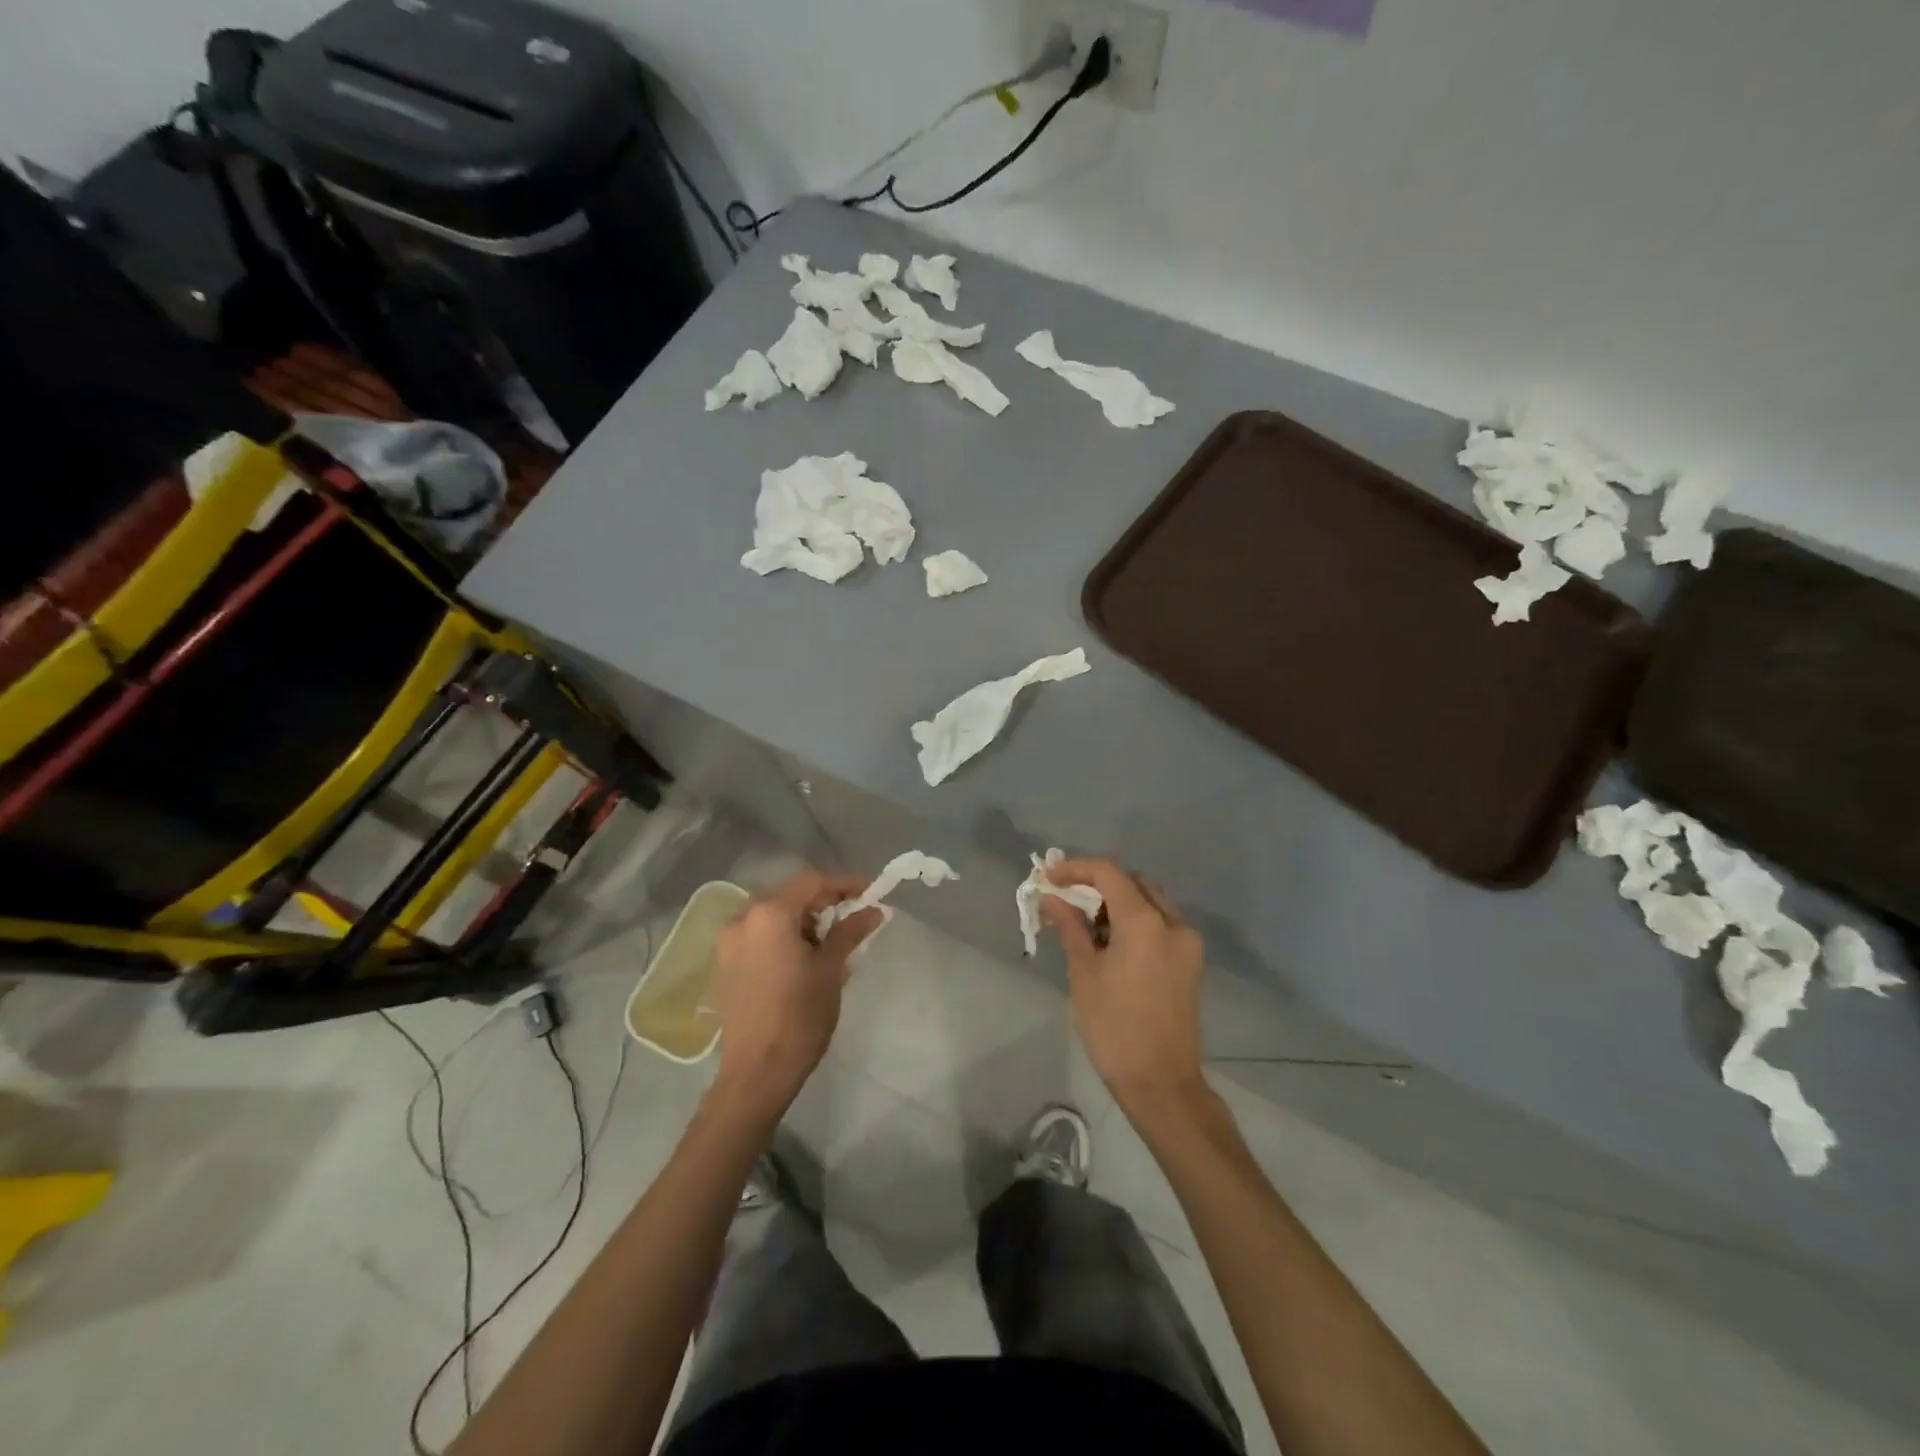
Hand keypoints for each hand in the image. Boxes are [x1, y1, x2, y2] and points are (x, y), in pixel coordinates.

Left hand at [709, 872, 882, 1115]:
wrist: (757, 1072)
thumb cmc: (799, 1016)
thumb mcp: (831, 969)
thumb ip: (850, 932)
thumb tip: (874, 910)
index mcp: (769, 914)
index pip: (813, 882)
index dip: (845, 884)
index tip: (872, 891)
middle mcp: (743, 918)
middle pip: (791, 897)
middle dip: (824, 904)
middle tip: (854, 918)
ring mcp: (729, 942)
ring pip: (774, 916)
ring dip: (804, 922)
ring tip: (833, 942)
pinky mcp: (726, 964)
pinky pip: (761, 936)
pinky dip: (785, 937)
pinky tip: (806, 958)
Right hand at [1042, 858, 1206, 1110]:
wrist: (1161, 1083)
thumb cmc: (1114, 1028)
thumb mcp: (1084, 974)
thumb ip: (1071, 927)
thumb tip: (1052, 899)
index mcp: (1145, 922)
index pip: (1109, 873)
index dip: (1076, 869)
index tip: (1050, 878)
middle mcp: (1173, 923)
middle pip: (1134, 882)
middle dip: (1098, 882)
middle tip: (1066, 898)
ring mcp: (1187, 942)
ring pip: (1150, 900)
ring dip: (1118, 900)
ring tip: (1085, 921)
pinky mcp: (1190, 961)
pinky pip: (1161, 922)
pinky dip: (1135, 919)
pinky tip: (1110, 940)